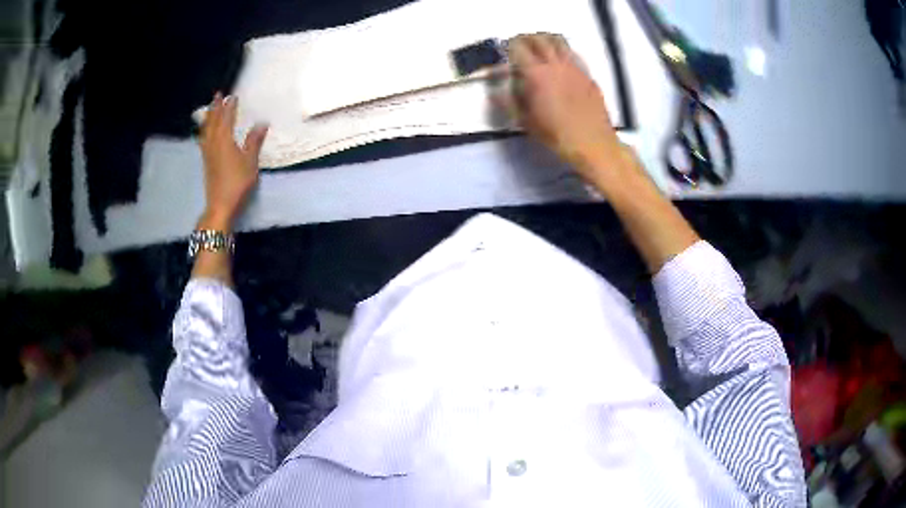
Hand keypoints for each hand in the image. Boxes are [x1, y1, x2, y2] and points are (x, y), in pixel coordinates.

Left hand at [199, 92, 267, 230]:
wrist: (220, 205)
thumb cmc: (237, 183)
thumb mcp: (250, 162)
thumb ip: (254, 142)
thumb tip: (261, 124)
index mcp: (224, 140)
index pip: (226, 118)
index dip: (229, 107)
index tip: (232, 96)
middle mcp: (213, 143)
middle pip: (213, 122)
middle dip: (215, 108)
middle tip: (217, 95)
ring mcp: (207, 154)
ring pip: (206, 130)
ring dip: (208, 117)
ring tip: (209, 109)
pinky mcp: (206, 162)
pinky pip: (203, 140)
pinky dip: (205, 131)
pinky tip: (205, 132)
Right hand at [503, 34, 621, 174]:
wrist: (592, 143)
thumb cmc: (556, 135)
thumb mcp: (525, 121)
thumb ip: (509, 101)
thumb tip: (496, 91)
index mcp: (536, 74)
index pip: (518, 47)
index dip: (509, 46)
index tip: (505, 51)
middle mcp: (555, 65)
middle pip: (539, 38)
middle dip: (526, 38)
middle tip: (520, 45)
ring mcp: (574, 68)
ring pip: (559, 41)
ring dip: (545, 40)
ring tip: (540, 49)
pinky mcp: (587, 75)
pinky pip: (573, 55)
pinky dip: (562, 52)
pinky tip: (560, 65)